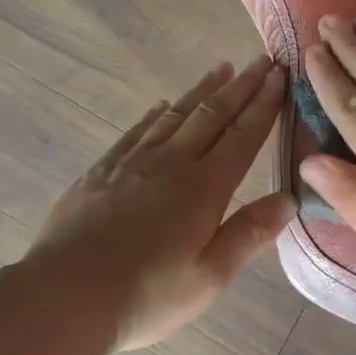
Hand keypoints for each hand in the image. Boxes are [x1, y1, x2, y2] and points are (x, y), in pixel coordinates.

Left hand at [27, 57, 295, 349]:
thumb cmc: (146, 294)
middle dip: (240, 87)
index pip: (243, 136)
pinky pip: (135, 132)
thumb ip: (249, 233)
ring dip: (201, 91)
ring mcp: (131, 164)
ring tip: (221, 69)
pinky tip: (161, 107)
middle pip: (211, 115)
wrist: (66, 294)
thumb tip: (290, 199)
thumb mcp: (210, 276)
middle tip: (261, 60)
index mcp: (204, 188)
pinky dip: (154, 115)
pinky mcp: (100, 172)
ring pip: (174, 116)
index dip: (264, 105)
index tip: (280, 75)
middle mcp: (171, 164)